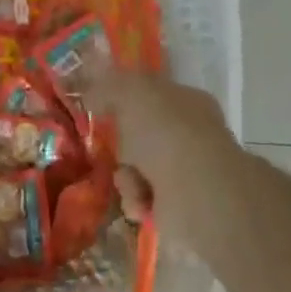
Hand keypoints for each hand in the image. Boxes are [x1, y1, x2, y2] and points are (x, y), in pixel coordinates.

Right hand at [86, 72, 253, 255]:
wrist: (196, 192)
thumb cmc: (165, 133)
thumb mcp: (130, 93)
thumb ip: (109, 86)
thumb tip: (94, 92)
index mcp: (187, 100)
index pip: (152, 93)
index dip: (125, 99)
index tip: (101, 109)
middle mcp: (192, 133)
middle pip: (141, 135)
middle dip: (122, 145)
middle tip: (111, 148)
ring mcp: (190, 171)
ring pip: (138, 168)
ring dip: (126, 176)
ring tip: (132, 182)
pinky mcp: (183, 205)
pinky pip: (144, 198)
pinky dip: (136, 200)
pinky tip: (141, 202)